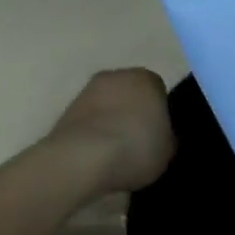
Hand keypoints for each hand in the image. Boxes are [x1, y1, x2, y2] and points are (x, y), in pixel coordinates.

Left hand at [47, 68, 175, 193]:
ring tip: (115, 155)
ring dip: (111, 123)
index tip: (158, 136)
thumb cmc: (135, 148)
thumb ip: (168, 137)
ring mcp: (87, 91)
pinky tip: (96, 157)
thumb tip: (163, 136)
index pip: (159, 91)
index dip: (160, 114)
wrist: (81, 159)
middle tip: (138, 144)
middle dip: (133, 114)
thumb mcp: (168, 150)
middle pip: (130, 94)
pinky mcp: (66, 110)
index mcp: (147, 78)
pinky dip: (92, 134)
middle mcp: (116, 76)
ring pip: (107, 106)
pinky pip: (89, 121)